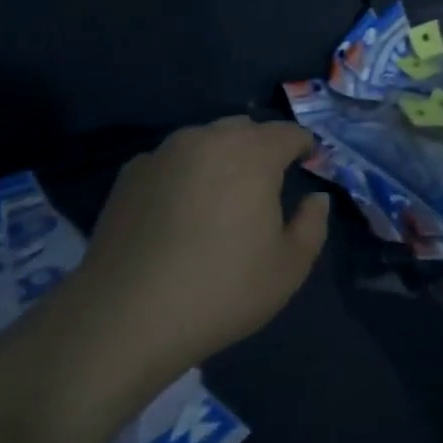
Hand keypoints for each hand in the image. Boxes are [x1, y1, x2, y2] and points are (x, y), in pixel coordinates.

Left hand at [71, 116, 329, 376]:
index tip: (310, 161)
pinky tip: (180, 210)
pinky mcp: (130, 174)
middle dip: (262, 146)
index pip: (287, 132)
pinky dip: (185, 173)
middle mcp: (207, 139)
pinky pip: (171, 161)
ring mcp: (163, 153)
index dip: (304, 144)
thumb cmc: (222, 290)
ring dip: (221, 156)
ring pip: (204, 140)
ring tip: (222, 194)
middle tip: (268, 181)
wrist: (127, 313)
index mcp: (252, 154)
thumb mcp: (288, 268)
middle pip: (244, 129)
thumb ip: (312, 224)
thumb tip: (315, 198)